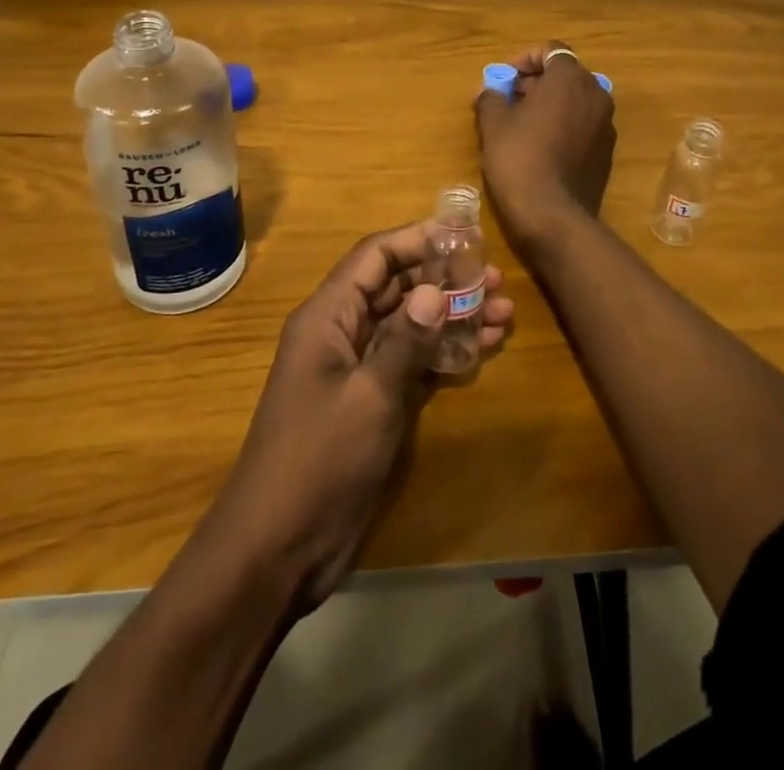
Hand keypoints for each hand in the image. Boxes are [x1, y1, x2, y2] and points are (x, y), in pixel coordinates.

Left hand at [206, 223, 512, 608]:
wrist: (279, 548)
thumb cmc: (319, 459)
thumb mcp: (368, 396)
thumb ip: (405, 340)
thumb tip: (436, 289)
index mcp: (327, 316)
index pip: (375, 257)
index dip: (417, 239)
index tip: (464, 236)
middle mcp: (342, 332)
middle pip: (396, 287)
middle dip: (444, 279)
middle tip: (495, 278)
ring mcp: (358, 368)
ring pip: (410, 324)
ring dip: (453, 315)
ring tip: (504, 311)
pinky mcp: (372, 401)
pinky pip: (412, 360)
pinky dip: (445, 351)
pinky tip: (484, 347)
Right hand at [474, 40, 616, 247]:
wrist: (552, 215)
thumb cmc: (519, 158)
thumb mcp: (493, 124)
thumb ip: (491, 98)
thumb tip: (491, 92)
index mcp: (570, 79)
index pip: (551, 50)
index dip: (525, 59)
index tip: (504, 78)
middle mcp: (596, 94)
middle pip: (565, 75)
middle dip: (536, 82)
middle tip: (509, 100)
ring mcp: (606, 125)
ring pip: (576, 101)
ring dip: (551, 104)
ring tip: (521, 124)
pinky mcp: (607, 152)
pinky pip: (583, 126)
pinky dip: (564, 126)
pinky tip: (541, 147)